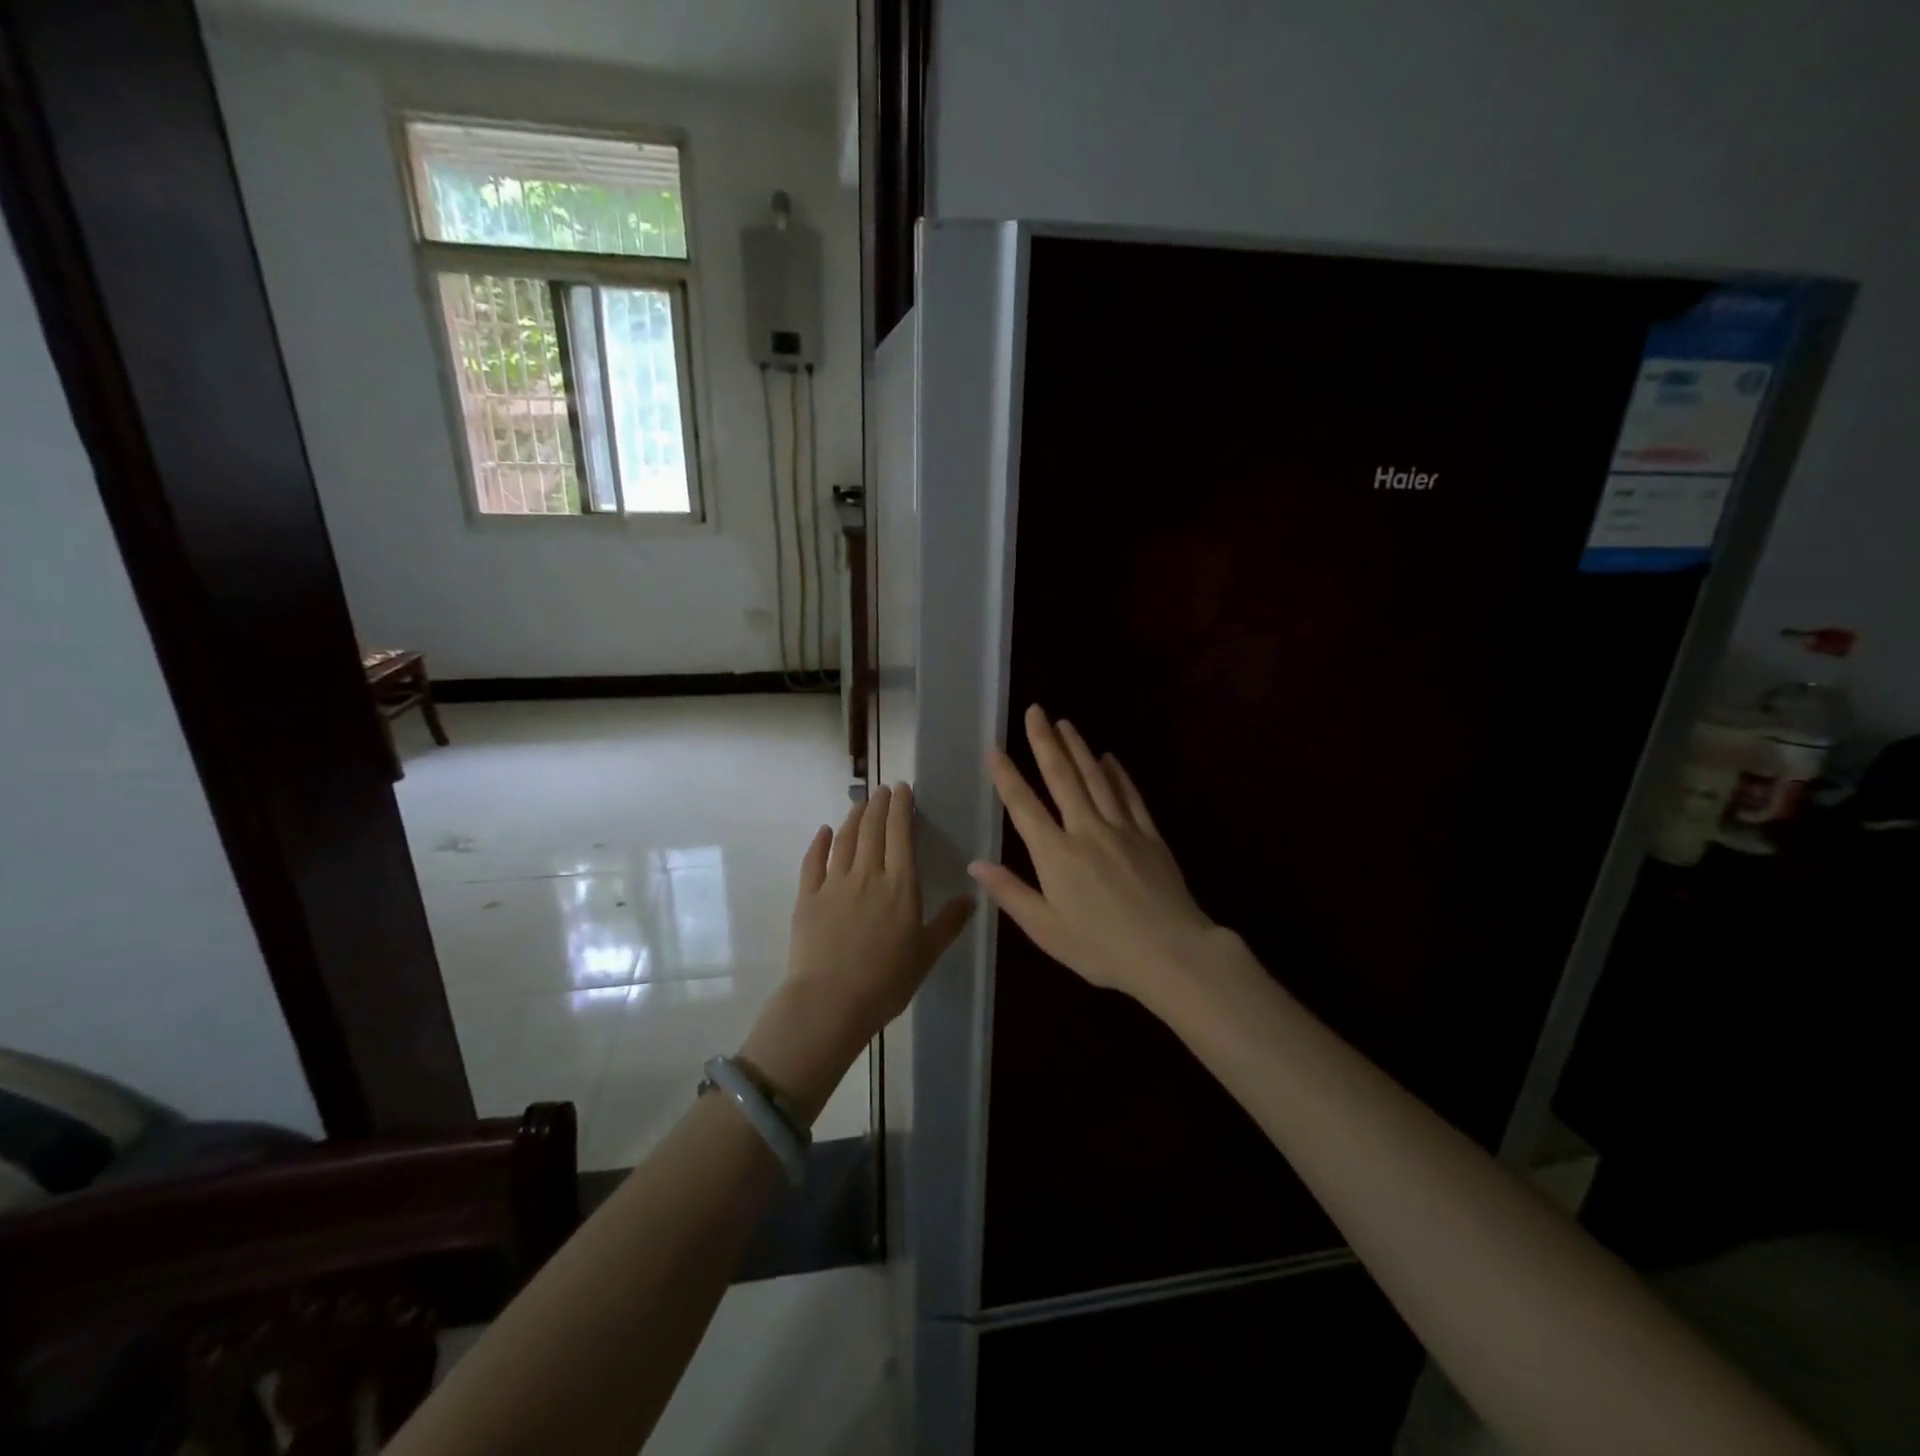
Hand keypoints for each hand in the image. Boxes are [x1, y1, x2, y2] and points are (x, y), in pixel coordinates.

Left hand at [741, 784, 972, 1121]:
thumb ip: (949, 923)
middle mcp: (867, 874)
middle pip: (873, 830)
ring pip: (845, 839)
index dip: (902, 808)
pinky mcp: (808, 897)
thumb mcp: (927, 954)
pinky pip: (813, 862)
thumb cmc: (886, 981)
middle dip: (879, 805)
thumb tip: (970, 898)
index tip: (902, 789)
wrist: (831, 1001)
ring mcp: (834, 883)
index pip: (901, 835)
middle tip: (883, 789)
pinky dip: (819, 843)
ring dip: (854, 817)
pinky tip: (824, 832)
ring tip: (860, 802)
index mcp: (900, 885)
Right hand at [970, 706, 1225, 1010]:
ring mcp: (1121, 829)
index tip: (995, 748)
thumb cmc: (1101, 948)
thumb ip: (1010, 893)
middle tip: (1035, 711)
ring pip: (1096, 778)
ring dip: (1078, 747)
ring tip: (1065, 723)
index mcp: (1055, 854)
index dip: (1007, 775)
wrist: (1170, 953)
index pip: (1024, 805)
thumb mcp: (1046, 930)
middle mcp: (1086, 830)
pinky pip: (1130, 796)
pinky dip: (1117, 774)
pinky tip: (1109, 758)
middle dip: (1045, 742)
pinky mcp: (1149, 835)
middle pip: (1062, 777)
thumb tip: (975, 864)